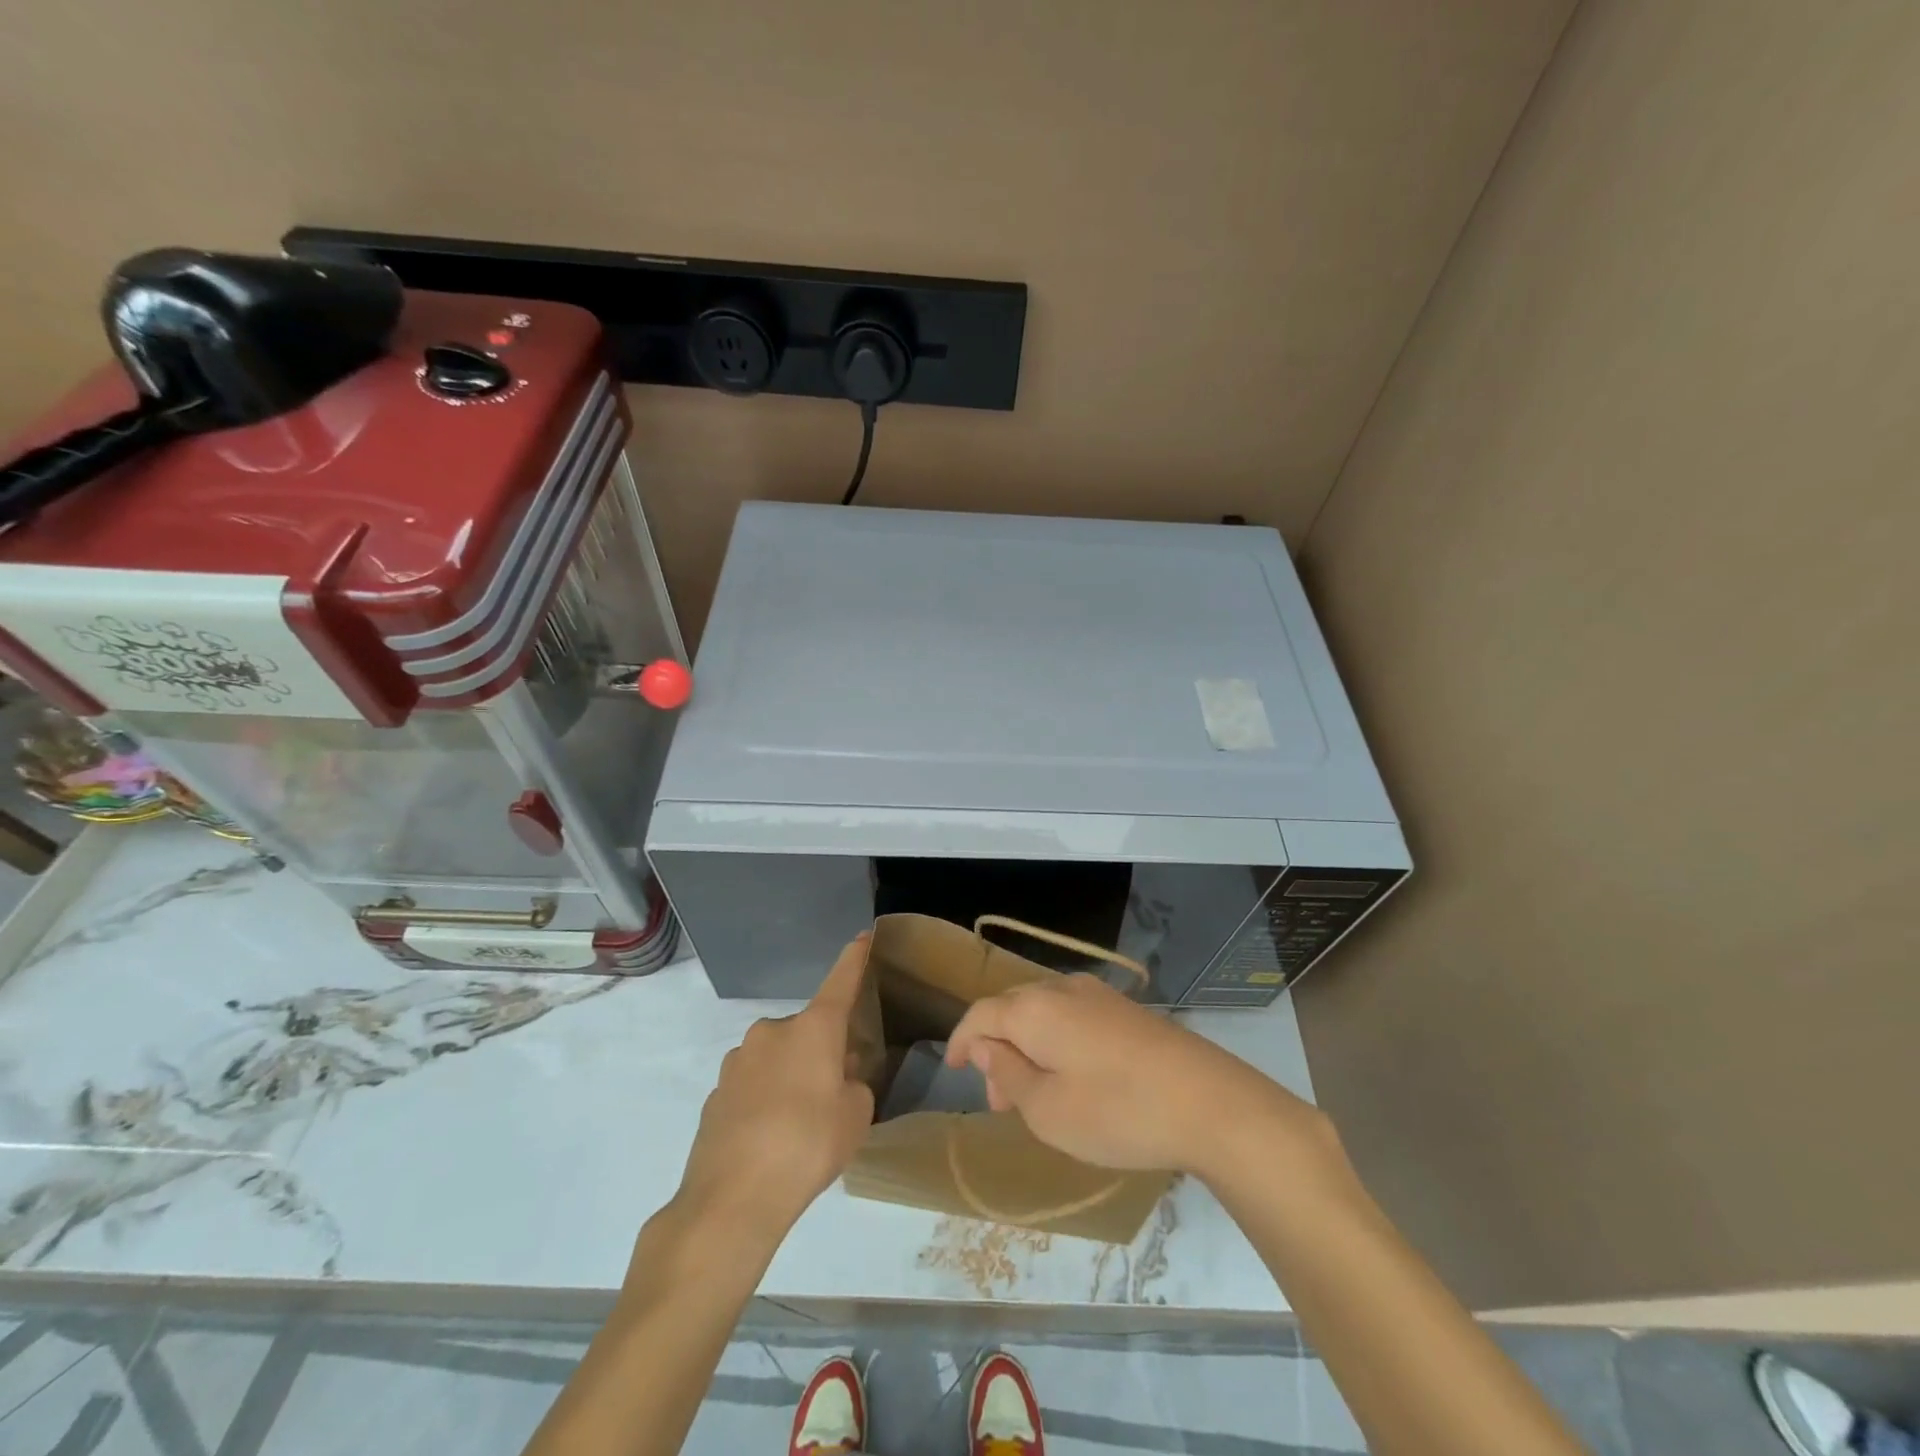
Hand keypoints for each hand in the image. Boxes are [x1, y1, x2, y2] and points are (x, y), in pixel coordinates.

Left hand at [671, 935, 875, 1252]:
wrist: (731, 1200)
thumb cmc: (808, 1146)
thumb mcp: (855, 1116)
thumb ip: (853, 1085)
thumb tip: (835, 1077)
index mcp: (813, 1029)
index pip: (841, 982)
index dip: (855, 959)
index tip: (863, 936)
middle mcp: (772, 1032)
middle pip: (808, 1031)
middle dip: (821, 1053)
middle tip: (832, 1095)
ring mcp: (738, 1060)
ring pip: (778, 1059)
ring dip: (791, 1077)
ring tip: (798, 1128)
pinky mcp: (716, 1092)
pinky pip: (753, 1086)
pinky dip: (765, 1101)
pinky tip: (768, 1141)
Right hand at [945, 974, 1322, 1178]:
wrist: (1209, 1102)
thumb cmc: (1117, 1112)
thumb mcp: (1047, 1110)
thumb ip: (1007, 1073)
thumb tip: (983, 1046)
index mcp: (1035, 1008)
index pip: (981, 1014)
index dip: (961, 1039)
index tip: (952, 1068)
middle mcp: (1062, 989)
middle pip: (1012, 1009)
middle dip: (996, 1048)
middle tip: (998, 1099)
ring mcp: (1098, 995)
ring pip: (1044, 1012)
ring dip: (1027, 1046)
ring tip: (1032, 1094)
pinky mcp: (1126, 1010)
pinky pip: (1072, 1016)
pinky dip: (1056, 1042)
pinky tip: (1070, 1077)